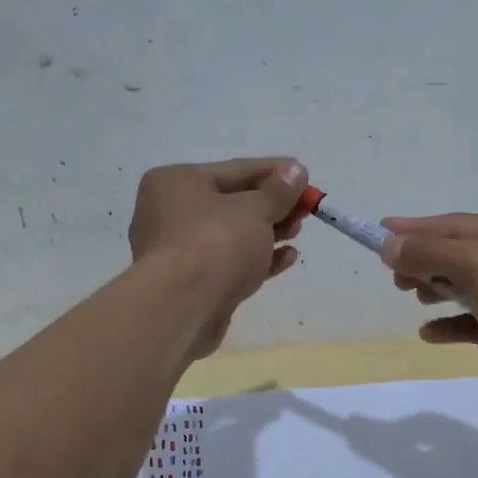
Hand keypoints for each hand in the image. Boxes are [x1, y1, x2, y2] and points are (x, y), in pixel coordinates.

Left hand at [129, 157, 306, 357]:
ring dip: (268, 232)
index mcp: (176, 182)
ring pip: (232, 235)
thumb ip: (278, 191)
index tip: (305, 174)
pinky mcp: (192, 283)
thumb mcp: (254, 210)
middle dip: (273, 205)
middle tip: (307, 208)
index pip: (235, 169)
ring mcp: (180, 251)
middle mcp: (170, 212)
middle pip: (233, 202)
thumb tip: (295, 171)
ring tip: (298, 230)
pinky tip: (288, 258)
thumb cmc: (215, 243)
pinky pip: (230, 262)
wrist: (182, 308)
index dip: (274, 172)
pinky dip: (258, 258)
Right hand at [379, 211, 477, 412]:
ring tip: (413, 297)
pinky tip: (429, 333)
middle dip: (427, 262)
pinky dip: (455, 323)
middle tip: (395, 276)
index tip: (381, 231)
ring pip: (472, 285)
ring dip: (439, 290)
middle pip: (464, 252)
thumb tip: (389, 244)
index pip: (458, 223)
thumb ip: (430, 253)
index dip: (418, 228)